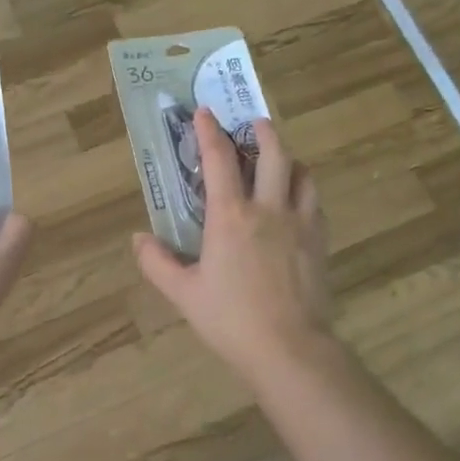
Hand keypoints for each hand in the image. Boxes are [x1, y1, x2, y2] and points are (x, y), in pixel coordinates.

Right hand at [133, 110, 332, 382]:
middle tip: (254, 123)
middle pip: (274, 154)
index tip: (205, 112)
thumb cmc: (230, 320)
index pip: (219, 160)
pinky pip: (314, 203)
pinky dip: (303, 191)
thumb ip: (157, 263)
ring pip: (302, 174)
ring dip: (289, 159)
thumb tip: (139, 239)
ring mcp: (300, 224)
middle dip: (264, 131)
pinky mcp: (320, 242)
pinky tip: (296, 202)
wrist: (289, 348)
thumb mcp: (183, 294)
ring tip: (279, 160)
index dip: (210, 131)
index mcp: (230, 217)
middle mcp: (268, 209)